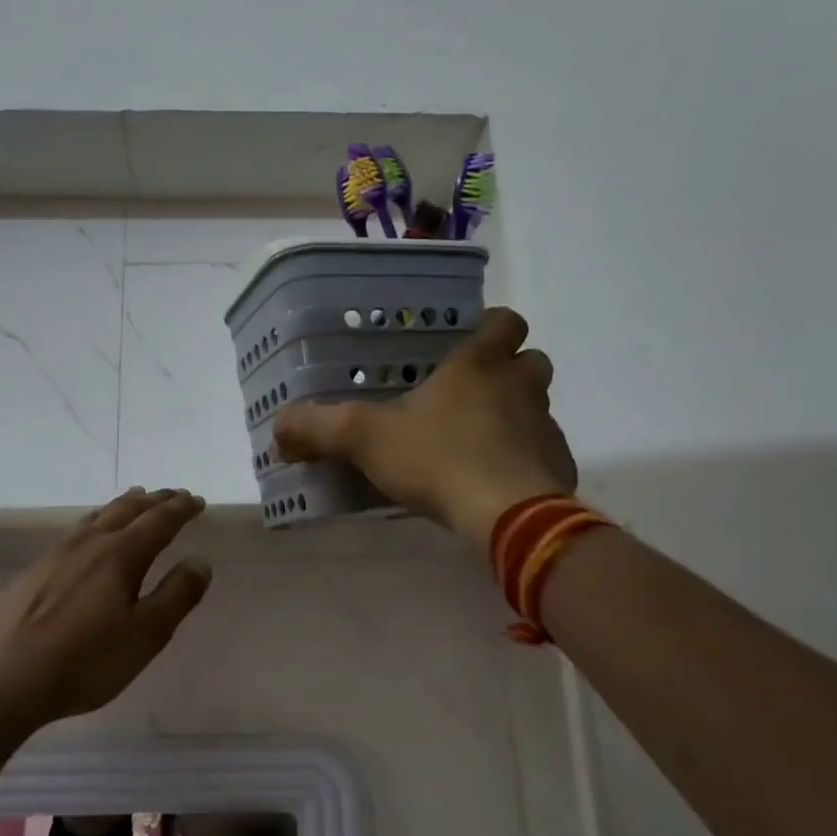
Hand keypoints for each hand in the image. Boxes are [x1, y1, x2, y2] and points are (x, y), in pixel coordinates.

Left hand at [0, 488, 212, 722]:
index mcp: (120, 554)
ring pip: (98, 516)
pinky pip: (76, 531)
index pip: (158, 521)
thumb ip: (176, 595)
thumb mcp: (146, 634)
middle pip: (127, 510)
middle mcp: (89, 543)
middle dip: (155, 501)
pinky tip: (90, 535)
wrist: (6, 678)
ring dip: (123, 505)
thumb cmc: (87, 659)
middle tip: (174, 495)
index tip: (197, 501)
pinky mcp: (35, 571)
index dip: (181, 509)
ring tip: (136, 499)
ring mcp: (57, 554)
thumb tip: (199, 562)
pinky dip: (97, 521)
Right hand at [272, 307, 577, 546]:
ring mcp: (545, 426)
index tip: (469, 342)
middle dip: (508, 370)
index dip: (491, 326)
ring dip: (516, 415)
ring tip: (478, 442)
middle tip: (471, 394)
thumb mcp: (364, 438)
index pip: (504, 321)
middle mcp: (519, 386)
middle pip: (531, 360)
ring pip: (538, 406)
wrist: (507, 514)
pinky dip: (526, 460)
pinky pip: (544, 452)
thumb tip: (278, 429)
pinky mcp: (558, 466)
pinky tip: (495, 483)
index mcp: (478, 365)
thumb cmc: (437, 458)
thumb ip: (317, 428)